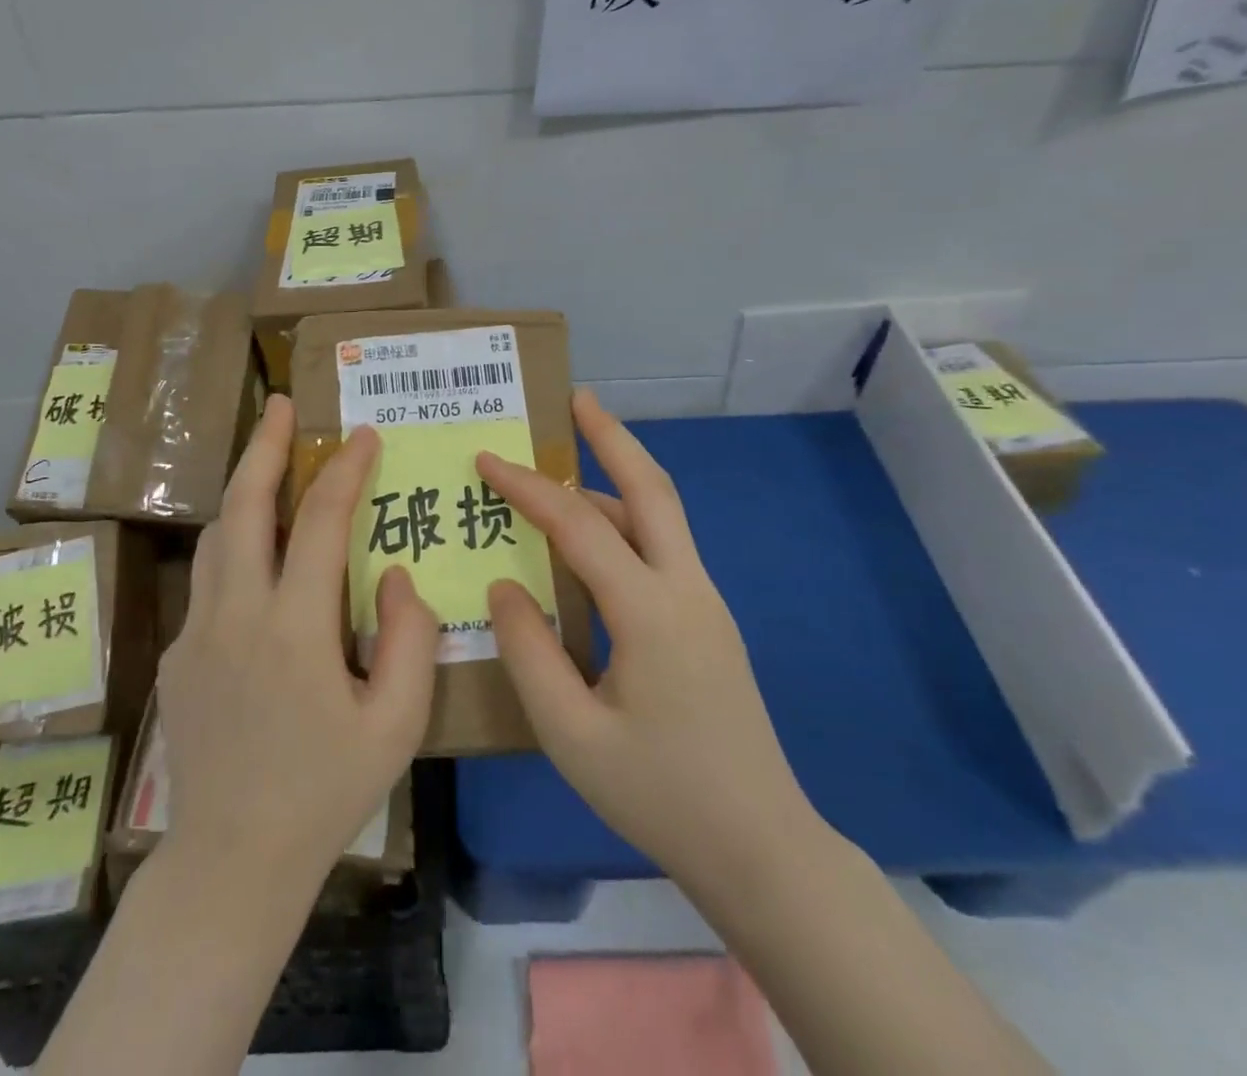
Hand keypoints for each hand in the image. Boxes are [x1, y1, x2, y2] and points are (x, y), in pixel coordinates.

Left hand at [157, 394, 438, 892]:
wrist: (232, 859)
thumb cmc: (326, 792)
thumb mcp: (396, 725)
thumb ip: (408, 640)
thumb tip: (396, 574)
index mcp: (294, 629)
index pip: (320, 522)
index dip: (343, 471)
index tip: (362, 436)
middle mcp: (235, 615)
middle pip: (243, 506)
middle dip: (263, 447)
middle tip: (279, 403)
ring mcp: (195, 632)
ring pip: (217, 535)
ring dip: (243, 489)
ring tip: (266, 460)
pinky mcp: (176, 653)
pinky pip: (208, 579)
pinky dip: (234, 545)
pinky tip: (258, 556)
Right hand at [477, 390, 815, 883]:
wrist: (760, 847)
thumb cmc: (658, 793)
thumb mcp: (570, 733)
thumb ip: (528, 651)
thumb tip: (504, 585)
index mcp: (650, 611)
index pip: (578, 525)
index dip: (528, 488)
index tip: (486, 459)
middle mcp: (686, 589)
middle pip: (651, 489)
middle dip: (612, 437)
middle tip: (577, 399)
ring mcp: (704, 602)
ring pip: (660, 516)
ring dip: (616, 477)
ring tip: (562, 467)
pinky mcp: (707, 621)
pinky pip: (661, 549)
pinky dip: (624, 520)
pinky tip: (590, 541)